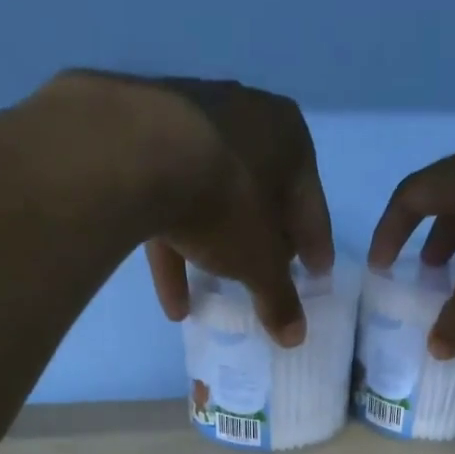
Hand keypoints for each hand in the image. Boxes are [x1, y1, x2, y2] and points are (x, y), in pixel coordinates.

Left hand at [45, 71, 333, 347]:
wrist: (138, 154)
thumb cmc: (227, 203)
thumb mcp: (260, 262)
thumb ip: (279, 299)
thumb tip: (295, 336)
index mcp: (289, 136)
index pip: (310, 204)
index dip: (314, 246)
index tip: (316, 274)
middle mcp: (245, 117)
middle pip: (261, 197)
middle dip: (263, 243)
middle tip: (268, 279)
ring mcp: (191, 123)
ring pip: (212, 201)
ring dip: (214, 255)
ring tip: (213, 301)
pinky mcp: (146, 140)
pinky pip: (170, 202)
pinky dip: (175, 250)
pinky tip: (173, 301)